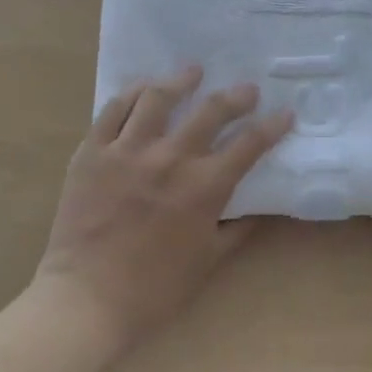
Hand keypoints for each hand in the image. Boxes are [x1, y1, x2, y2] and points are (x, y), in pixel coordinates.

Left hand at [33, 66, 293, 355]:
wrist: (86, 300)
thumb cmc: (155, 288)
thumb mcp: (209, 260)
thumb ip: (238, 229)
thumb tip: (259, 209)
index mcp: (204, 187)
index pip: (250, 144)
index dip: (273, 126)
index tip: (285, 114)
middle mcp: (170, 159)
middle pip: (211, 111)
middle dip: (236, 96)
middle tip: (247, 90)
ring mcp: (127, 151)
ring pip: (158, 98)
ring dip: (181, 80)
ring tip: (192, 71)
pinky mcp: (92, 152)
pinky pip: (113, 110)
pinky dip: (132, 93)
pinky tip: (145, 87)